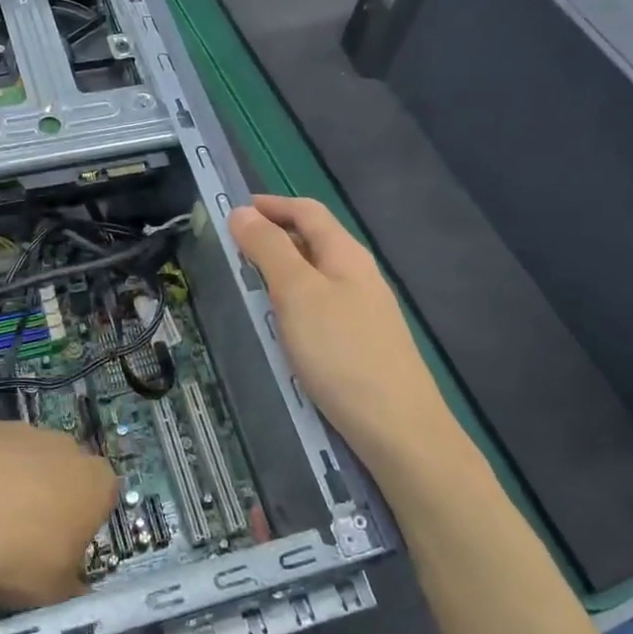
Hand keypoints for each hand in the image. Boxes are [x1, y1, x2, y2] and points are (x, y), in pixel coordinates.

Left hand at [0, 419, 117, 610]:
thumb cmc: (21, 558)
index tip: (62, 548)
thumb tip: (72, 585)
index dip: (83, 522)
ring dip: (8, 481)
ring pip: (22, 456)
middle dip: (47, 495)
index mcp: (96, 484)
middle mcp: (65, 447)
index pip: (103, 497)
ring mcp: (20, 430)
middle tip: (20, 535)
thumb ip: (70, 584)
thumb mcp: (56, 592)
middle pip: (63, 470)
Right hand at [229, 195, 445, 466]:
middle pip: (315, 240)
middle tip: (234, 247)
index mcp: (346, 254)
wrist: (398, 428)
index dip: (272, 205)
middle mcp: (359, 275)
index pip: (308, 212)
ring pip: (318, 275)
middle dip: (276, 234)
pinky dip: (294, 299)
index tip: (236, 209)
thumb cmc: (341, 352)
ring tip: (250, 280)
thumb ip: (269, 250)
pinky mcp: (361, 343)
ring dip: (284, 268)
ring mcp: (364, 311)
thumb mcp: (297, 293)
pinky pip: (322, 305)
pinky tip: (282, 322)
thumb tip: (241, 212)